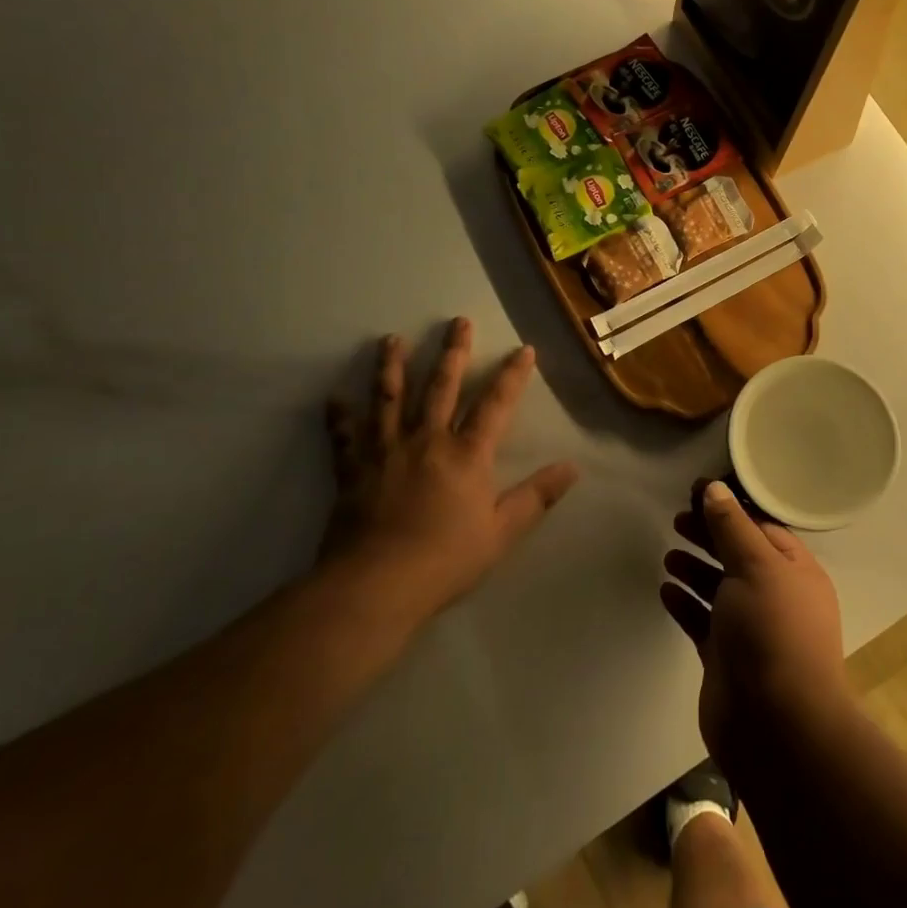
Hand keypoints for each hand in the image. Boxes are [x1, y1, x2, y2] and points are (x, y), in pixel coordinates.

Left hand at [324, 319, 577, 621]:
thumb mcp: (502, 532)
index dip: (511, 375)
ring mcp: (386, 452)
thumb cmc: (445, 560)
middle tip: (457, 321)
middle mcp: (427, 441)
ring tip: (391, 339)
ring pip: (390, 399)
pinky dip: (339, 417)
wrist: (375, 586)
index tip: (523, 349)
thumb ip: (537, 497)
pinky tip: (334, 398)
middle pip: (441, 387)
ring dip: (392, 366)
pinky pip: (345, 438)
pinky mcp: (353, 471)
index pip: (495, 404)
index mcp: (467, 454)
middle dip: (453, 352)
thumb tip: (572, 468)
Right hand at [660, 479, 849, 769]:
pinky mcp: (725, 658)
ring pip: (719, 588)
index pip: (761, 527)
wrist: (776, 726)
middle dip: (710, 535)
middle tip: (678, 518)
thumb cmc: (773, 632)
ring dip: (696, 568)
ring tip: (670, 553)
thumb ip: (732, 526)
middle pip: (738, 554)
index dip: (730, 507)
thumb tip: (714, 487)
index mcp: (795, 570)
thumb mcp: (757, 566)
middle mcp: (775, 596)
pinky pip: (703, 621)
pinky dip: (686, 603)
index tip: (697, 491)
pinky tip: (666, 590)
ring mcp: (750, 629)